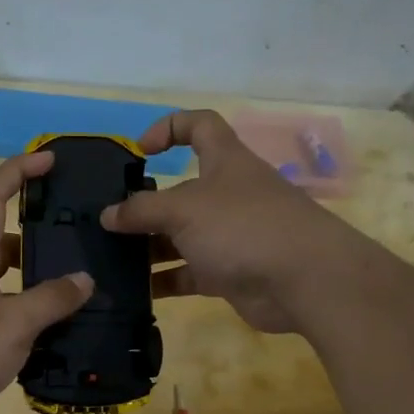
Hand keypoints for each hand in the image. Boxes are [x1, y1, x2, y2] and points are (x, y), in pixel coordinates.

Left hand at [0, 152, 93, 413]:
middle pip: (4, 238)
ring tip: (82, 286)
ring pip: (6, 280)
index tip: (51, 159)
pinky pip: (3, 314)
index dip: (20, 170)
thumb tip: (84, 279)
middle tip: (82, 235)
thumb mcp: (11, 324)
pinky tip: (58, 332)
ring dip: (39, 280)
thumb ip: (51, 300)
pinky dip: (28, 316)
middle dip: (40, 230)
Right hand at [99, 110, 368, 333]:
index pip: (200, 125)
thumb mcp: (183, 209)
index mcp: (225, 161)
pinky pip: (189, 272)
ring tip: (112, 257)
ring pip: (182, 235)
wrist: (304, 281)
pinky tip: (136, 289)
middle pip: (182, 189)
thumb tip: (108, 215)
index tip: (140, 150)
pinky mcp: (231, 272)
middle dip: (147, 204)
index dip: (169, 127)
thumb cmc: (243, 226)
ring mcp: (231, 235)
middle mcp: (228, 194)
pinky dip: (165, 279)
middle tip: (111, 220)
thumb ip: (142, 210)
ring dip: (150, 246)